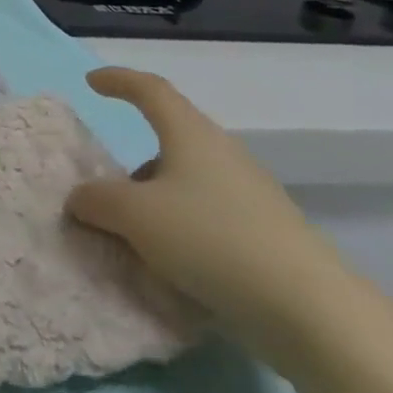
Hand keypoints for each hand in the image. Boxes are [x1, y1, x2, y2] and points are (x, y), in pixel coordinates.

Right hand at [65, 68, 365, 375]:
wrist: (312, 311)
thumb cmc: (211, 240)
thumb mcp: (135, 216)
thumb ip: (97, 200)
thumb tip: (80, 198)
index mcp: (190, 135)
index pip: (150, 90)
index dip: (119, 80)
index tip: (92, 83)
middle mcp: (222, 155)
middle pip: (170, 142)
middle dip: (133, 166)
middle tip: (108, 193)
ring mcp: (250, 196)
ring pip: (188, 184)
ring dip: (156, 203)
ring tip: (134, 240)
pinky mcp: (267, 236)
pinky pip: (209, 219)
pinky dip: (182, 231)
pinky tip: (172, 268)